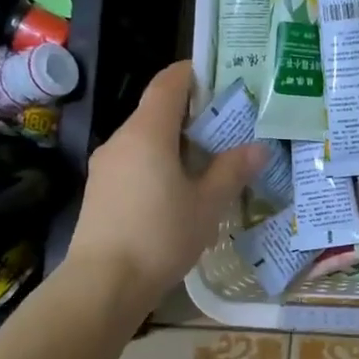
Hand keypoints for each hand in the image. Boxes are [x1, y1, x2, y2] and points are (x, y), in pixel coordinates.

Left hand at [62, 60, 266, 312]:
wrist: (103, 284)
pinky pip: (135, 163)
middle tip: (229, 126)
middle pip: (157, 112)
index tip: (219, 77)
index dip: (192, 74)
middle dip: (193, 114)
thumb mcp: (207, 204)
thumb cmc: (161, 236)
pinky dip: (160, 164)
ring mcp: (106, 166)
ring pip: (146, 141)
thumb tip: (258, 147)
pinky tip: (181, 191)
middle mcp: (122, 140)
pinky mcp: (101, 191)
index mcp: (148, 133)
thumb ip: (232, 171)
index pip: (168, 84)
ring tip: (210, 162)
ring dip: (177, 143)